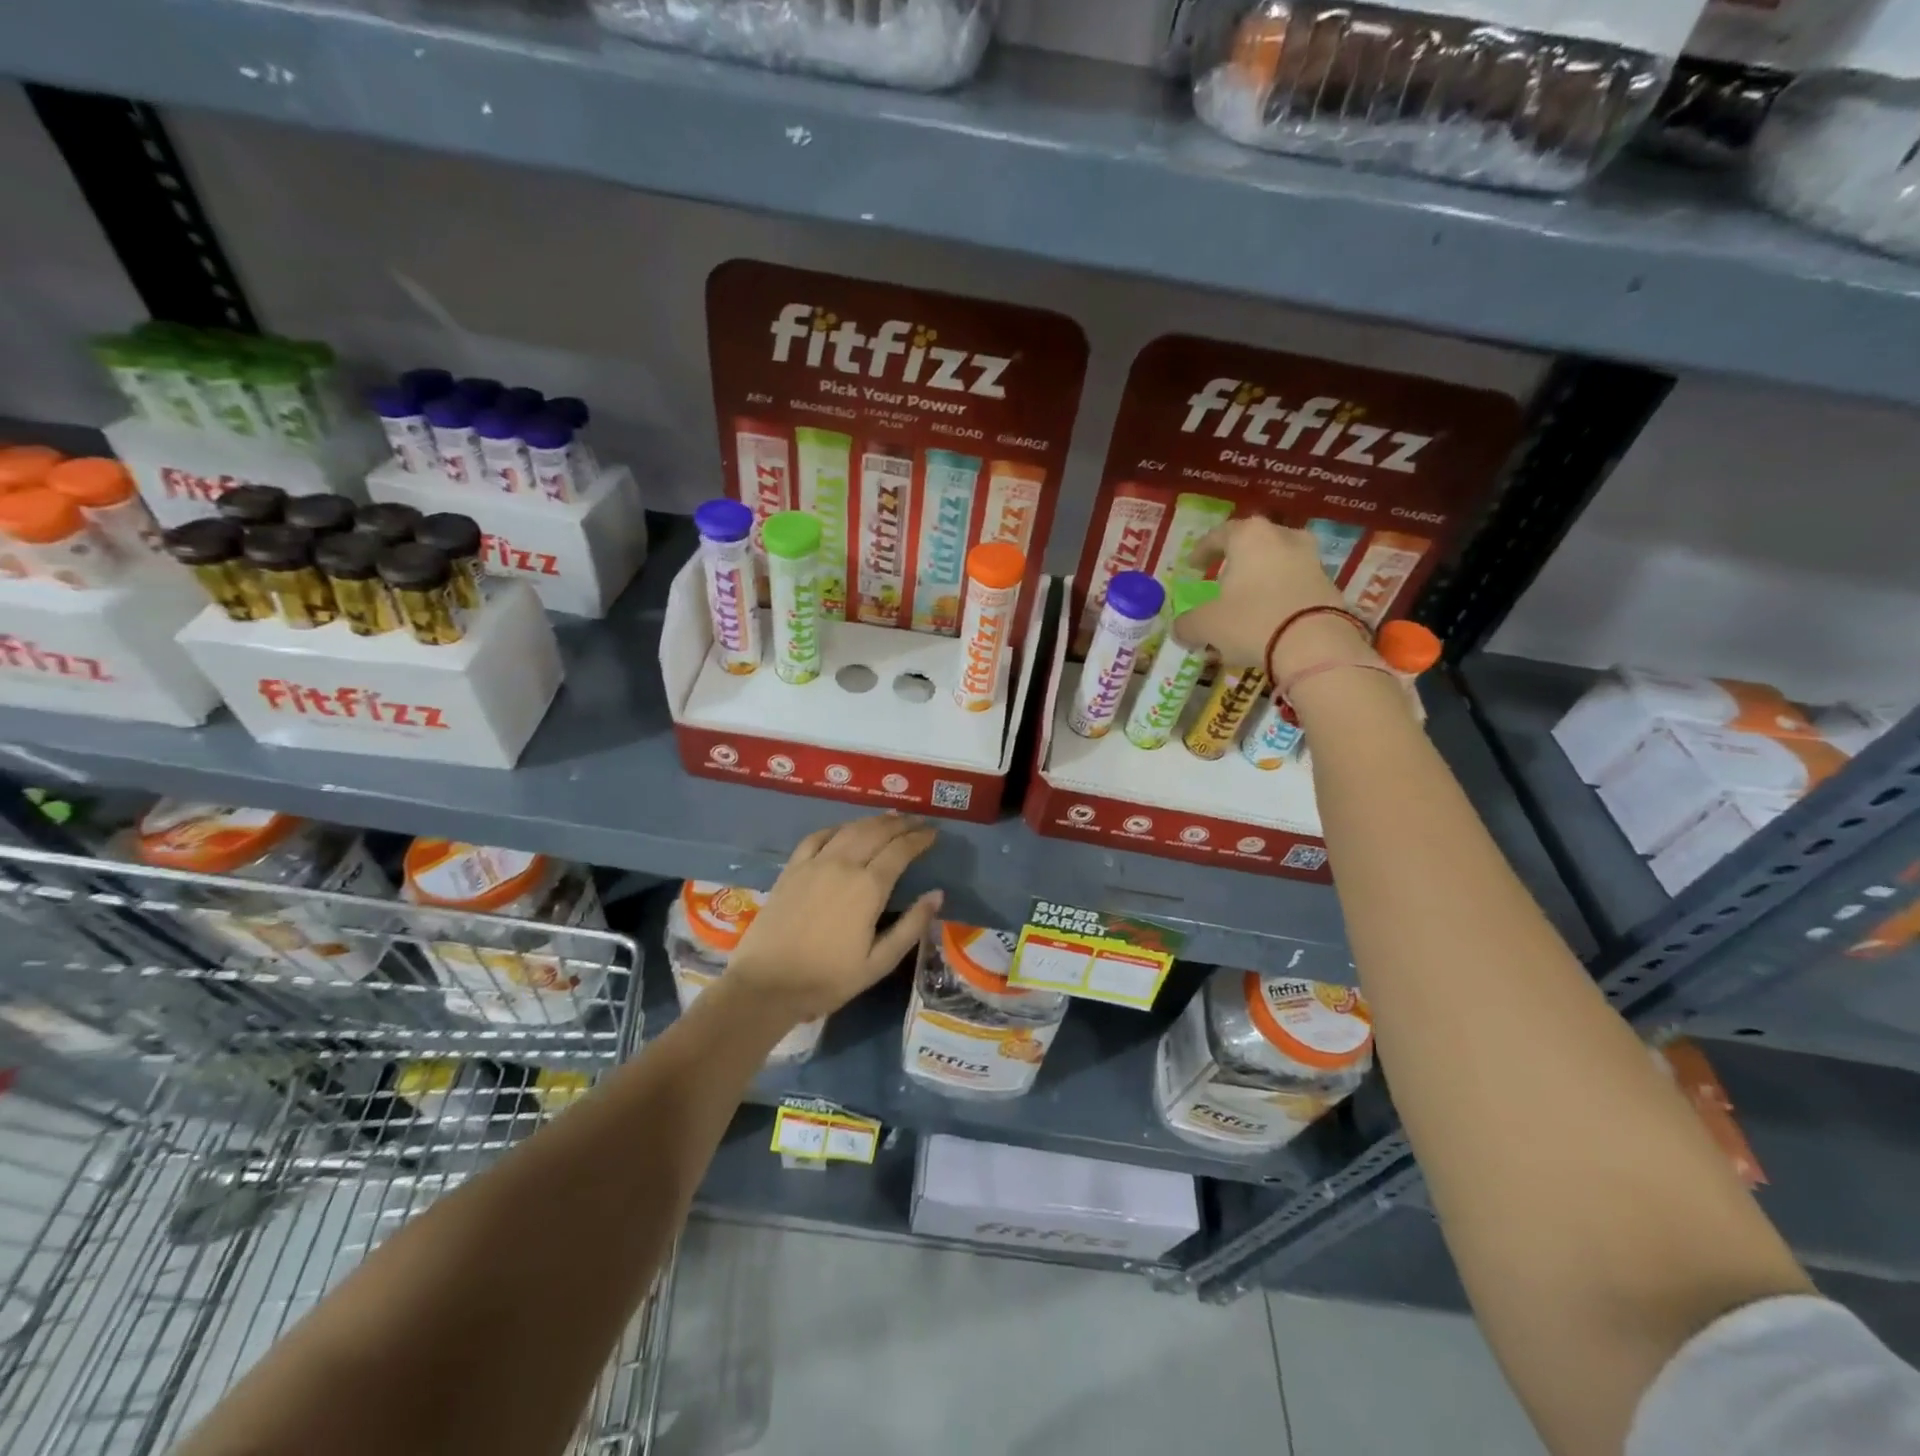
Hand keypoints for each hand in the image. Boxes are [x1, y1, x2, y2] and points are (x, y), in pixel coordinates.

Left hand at [727, 814, 942, 1022]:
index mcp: (868, 887)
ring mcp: (814, 864)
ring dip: (873, 821)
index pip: (900, 851)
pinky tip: (845, 828)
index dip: (919, 839)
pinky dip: (837, 827)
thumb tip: (937, 894)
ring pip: (850, 830)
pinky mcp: (792, 869)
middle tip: (917, 821)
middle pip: (877, 832)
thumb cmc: (827, 979)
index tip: (933, 834)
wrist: (766, 985)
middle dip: (901, 824)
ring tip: (889, 818)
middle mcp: (843, 865)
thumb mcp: (878, 963)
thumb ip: (911, 926)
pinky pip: (817, 837)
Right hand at [1173, 516, 1376, 679]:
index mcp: (1249, 536)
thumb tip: (1180, 630)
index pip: (1218, 535)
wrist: (1315, 645)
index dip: (1202, 551)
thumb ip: (1187, 624)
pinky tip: (1269, 618)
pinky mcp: (1329, 585)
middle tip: (1222, 580)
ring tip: (1247, 601)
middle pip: (1253, 545)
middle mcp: (1283, 538)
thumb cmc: (1251, 621)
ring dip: (1261, 579)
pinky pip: (1295, 585)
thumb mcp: (1206, 625)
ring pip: (1277, 564)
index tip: (1192, 566)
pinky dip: (1280, 596)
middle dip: (1236, 562)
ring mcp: (1311, 560)